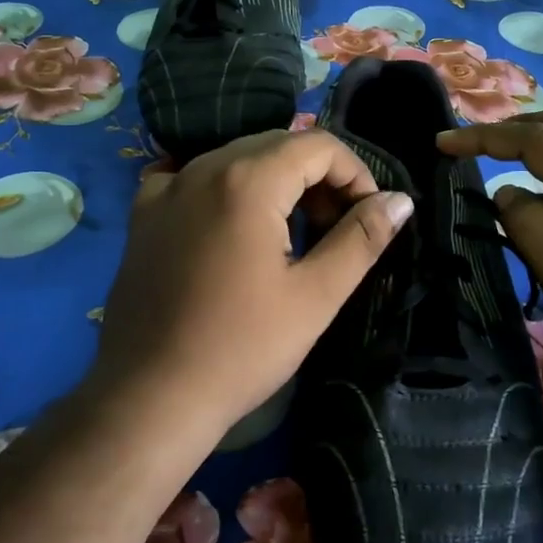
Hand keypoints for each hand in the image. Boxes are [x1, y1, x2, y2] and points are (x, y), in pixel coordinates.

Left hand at [92, 129, 414, 442]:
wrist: (149, 397)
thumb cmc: (241, 348)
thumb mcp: (315, 296)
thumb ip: (361, 239)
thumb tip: (399, 200)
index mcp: (247, 181)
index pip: (318, 145)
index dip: (355, 173)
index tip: (366, 217)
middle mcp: (203, 168)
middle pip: (278, 145)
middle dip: (318, 176)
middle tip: (334, 228)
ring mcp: (166, 188)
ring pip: (238, 158)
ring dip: (276, 182)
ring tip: (292, 234)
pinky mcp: (143, 214)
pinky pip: (195, 177)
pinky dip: (227, 189)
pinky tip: (234, 224)